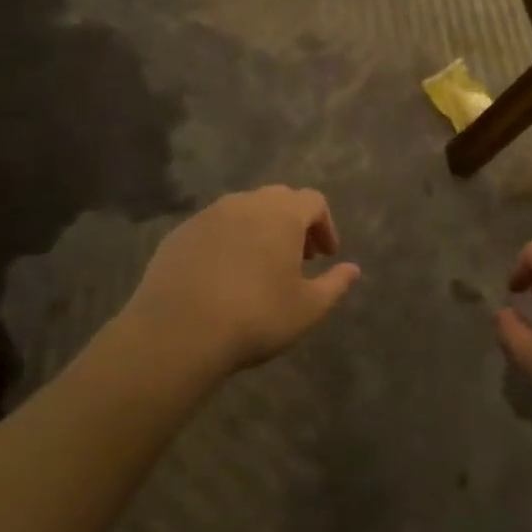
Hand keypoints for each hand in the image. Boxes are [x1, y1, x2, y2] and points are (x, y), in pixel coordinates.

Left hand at [118, 187, 360, 380]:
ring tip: (259, 266)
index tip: (325, 256)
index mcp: (282, 213)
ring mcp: (208, 215)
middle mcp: (246, 203)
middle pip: (279, 199)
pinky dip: (227, 241)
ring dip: (259, 230)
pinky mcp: (180, 234)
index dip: (325, 226)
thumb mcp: (307, 309)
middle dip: (293, 224)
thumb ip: (335, 285)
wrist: (177, 332)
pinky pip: (213, 227)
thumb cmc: (255, 317)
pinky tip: (223, 276)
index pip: (314, 201)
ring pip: (244, 210)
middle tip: (297, 258)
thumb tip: (353, 269)